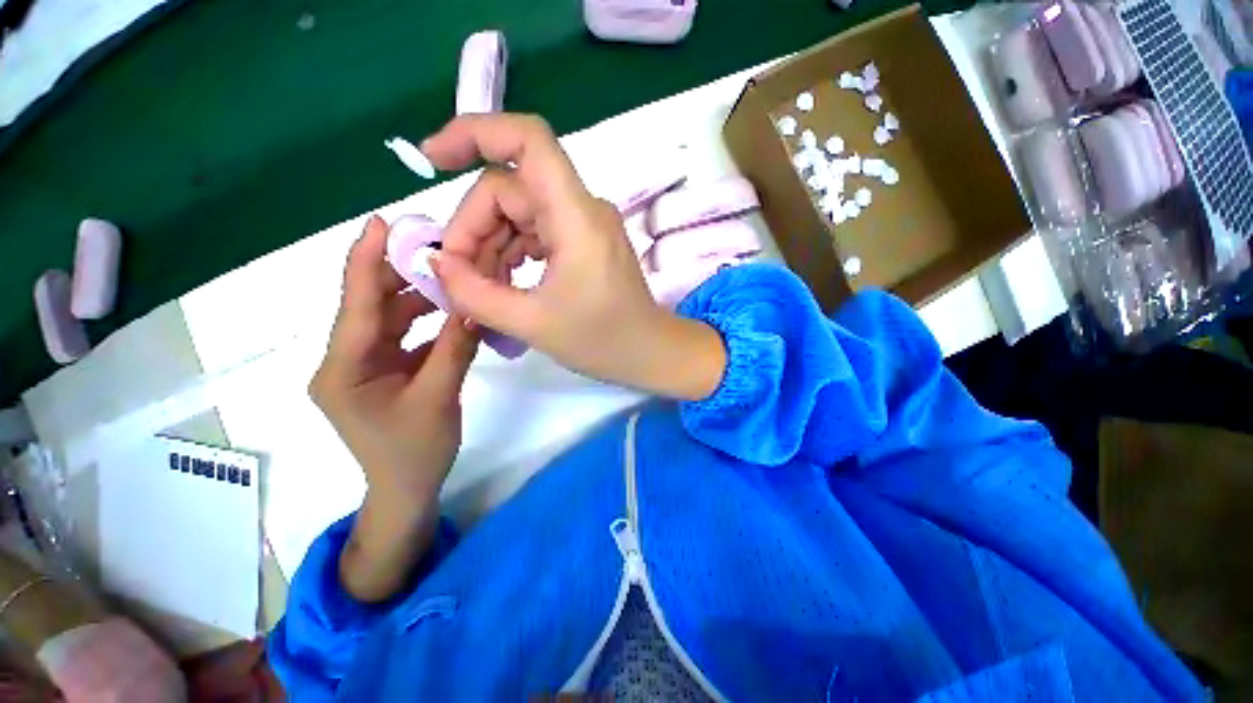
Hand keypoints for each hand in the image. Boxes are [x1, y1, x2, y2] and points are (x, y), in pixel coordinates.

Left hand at [311, 215, 478, 600]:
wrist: (406, 491)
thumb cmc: (414, 452)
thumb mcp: (438, 398)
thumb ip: (455, 348)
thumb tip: (475, 306)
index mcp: (344, 369)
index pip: (356, 304)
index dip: (367, 260)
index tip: (382, 223)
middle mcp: (347, 361)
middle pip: (373, 308)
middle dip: (403, 276)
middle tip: (439, 250)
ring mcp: (366, 367)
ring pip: (391, 321)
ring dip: (421, 300)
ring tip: (453, 278)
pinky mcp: (385, 373)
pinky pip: (405, 338)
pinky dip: (428, 324)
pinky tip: (453, 312)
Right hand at [421, 114, 726, 399]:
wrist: (649, 353)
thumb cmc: (603, 341)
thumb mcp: (532, 323)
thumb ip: (475, 294)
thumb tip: (436, 265)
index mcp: (576, 217)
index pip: (528, 140)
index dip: (475, 132)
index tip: (432, 158)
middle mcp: (582, 209)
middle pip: (510, 189)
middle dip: (473, 228)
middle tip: (457, 278)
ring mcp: (584, 225)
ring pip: (519, 213)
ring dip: (489, 245)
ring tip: (477, 290)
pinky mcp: (583, 242)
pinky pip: (536, 233)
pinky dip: (511, 253)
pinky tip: (502, 284)